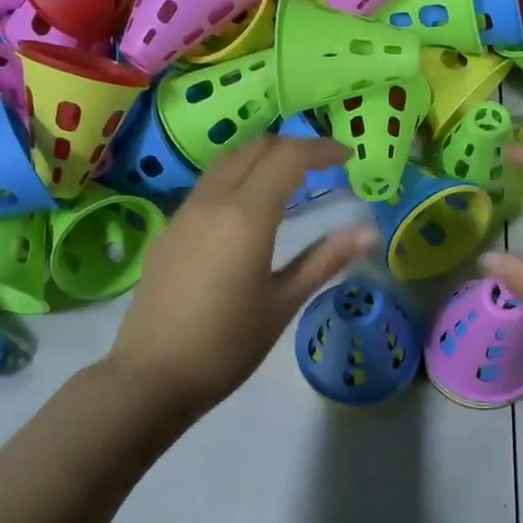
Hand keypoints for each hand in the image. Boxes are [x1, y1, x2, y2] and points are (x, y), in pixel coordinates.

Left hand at [107, 137, 378, 416]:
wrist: (153, 375)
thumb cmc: (227, 344)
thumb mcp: (283, 303)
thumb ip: (324, 260)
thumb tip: (369, 232)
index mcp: (246, 214)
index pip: (288, 157)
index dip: (321, 149)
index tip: (347, 156)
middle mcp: (212, 200)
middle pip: (255, 149)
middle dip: (292, 147)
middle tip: (322, 166)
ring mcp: (184, 213)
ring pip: (226, 163)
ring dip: (261, 160)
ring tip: (289, 183)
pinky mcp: (168, 231)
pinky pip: (207, 187)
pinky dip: (237, 180)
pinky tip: (247, 213)